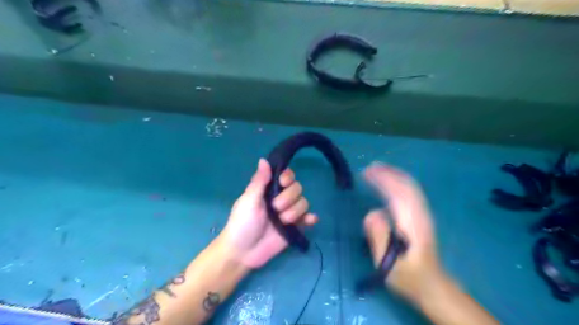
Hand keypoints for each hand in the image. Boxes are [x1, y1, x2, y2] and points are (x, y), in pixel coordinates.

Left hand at [219, 159, 317, 267]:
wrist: (243, 253)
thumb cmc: (242, 223)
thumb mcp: (249, 200)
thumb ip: (259, 181)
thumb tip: (264, 159)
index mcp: (269, 190)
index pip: (286, 176)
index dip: (288, 177)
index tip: (282, 183)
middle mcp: (281, 199)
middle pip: (297, 188)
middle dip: (288, 198)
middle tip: (275, 209)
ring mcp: (289, 213)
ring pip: (304, 203)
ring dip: (294, 211)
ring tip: (282, 221)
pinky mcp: (295, 227)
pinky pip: (308, 219)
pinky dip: (311, 219)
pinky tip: (310, 221)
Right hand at [363, 164, 443, 302]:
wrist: (432, 285)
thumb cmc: (407, 276)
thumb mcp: (388, 264)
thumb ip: (378, 238)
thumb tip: (373, 212)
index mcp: (411, 224)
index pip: (398, 193)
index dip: (383, 180)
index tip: (366, 173)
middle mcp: (420, 215)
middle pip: (406, 186)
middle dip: (388, 173)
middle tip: (369, 167)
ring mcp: (423, 215)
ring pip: (411, 187)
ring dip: (395, 175)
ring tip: (377, 169)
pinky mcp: (422, 217)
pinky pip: (412, 192)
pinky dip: (400, 182)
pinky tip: (391, 182)